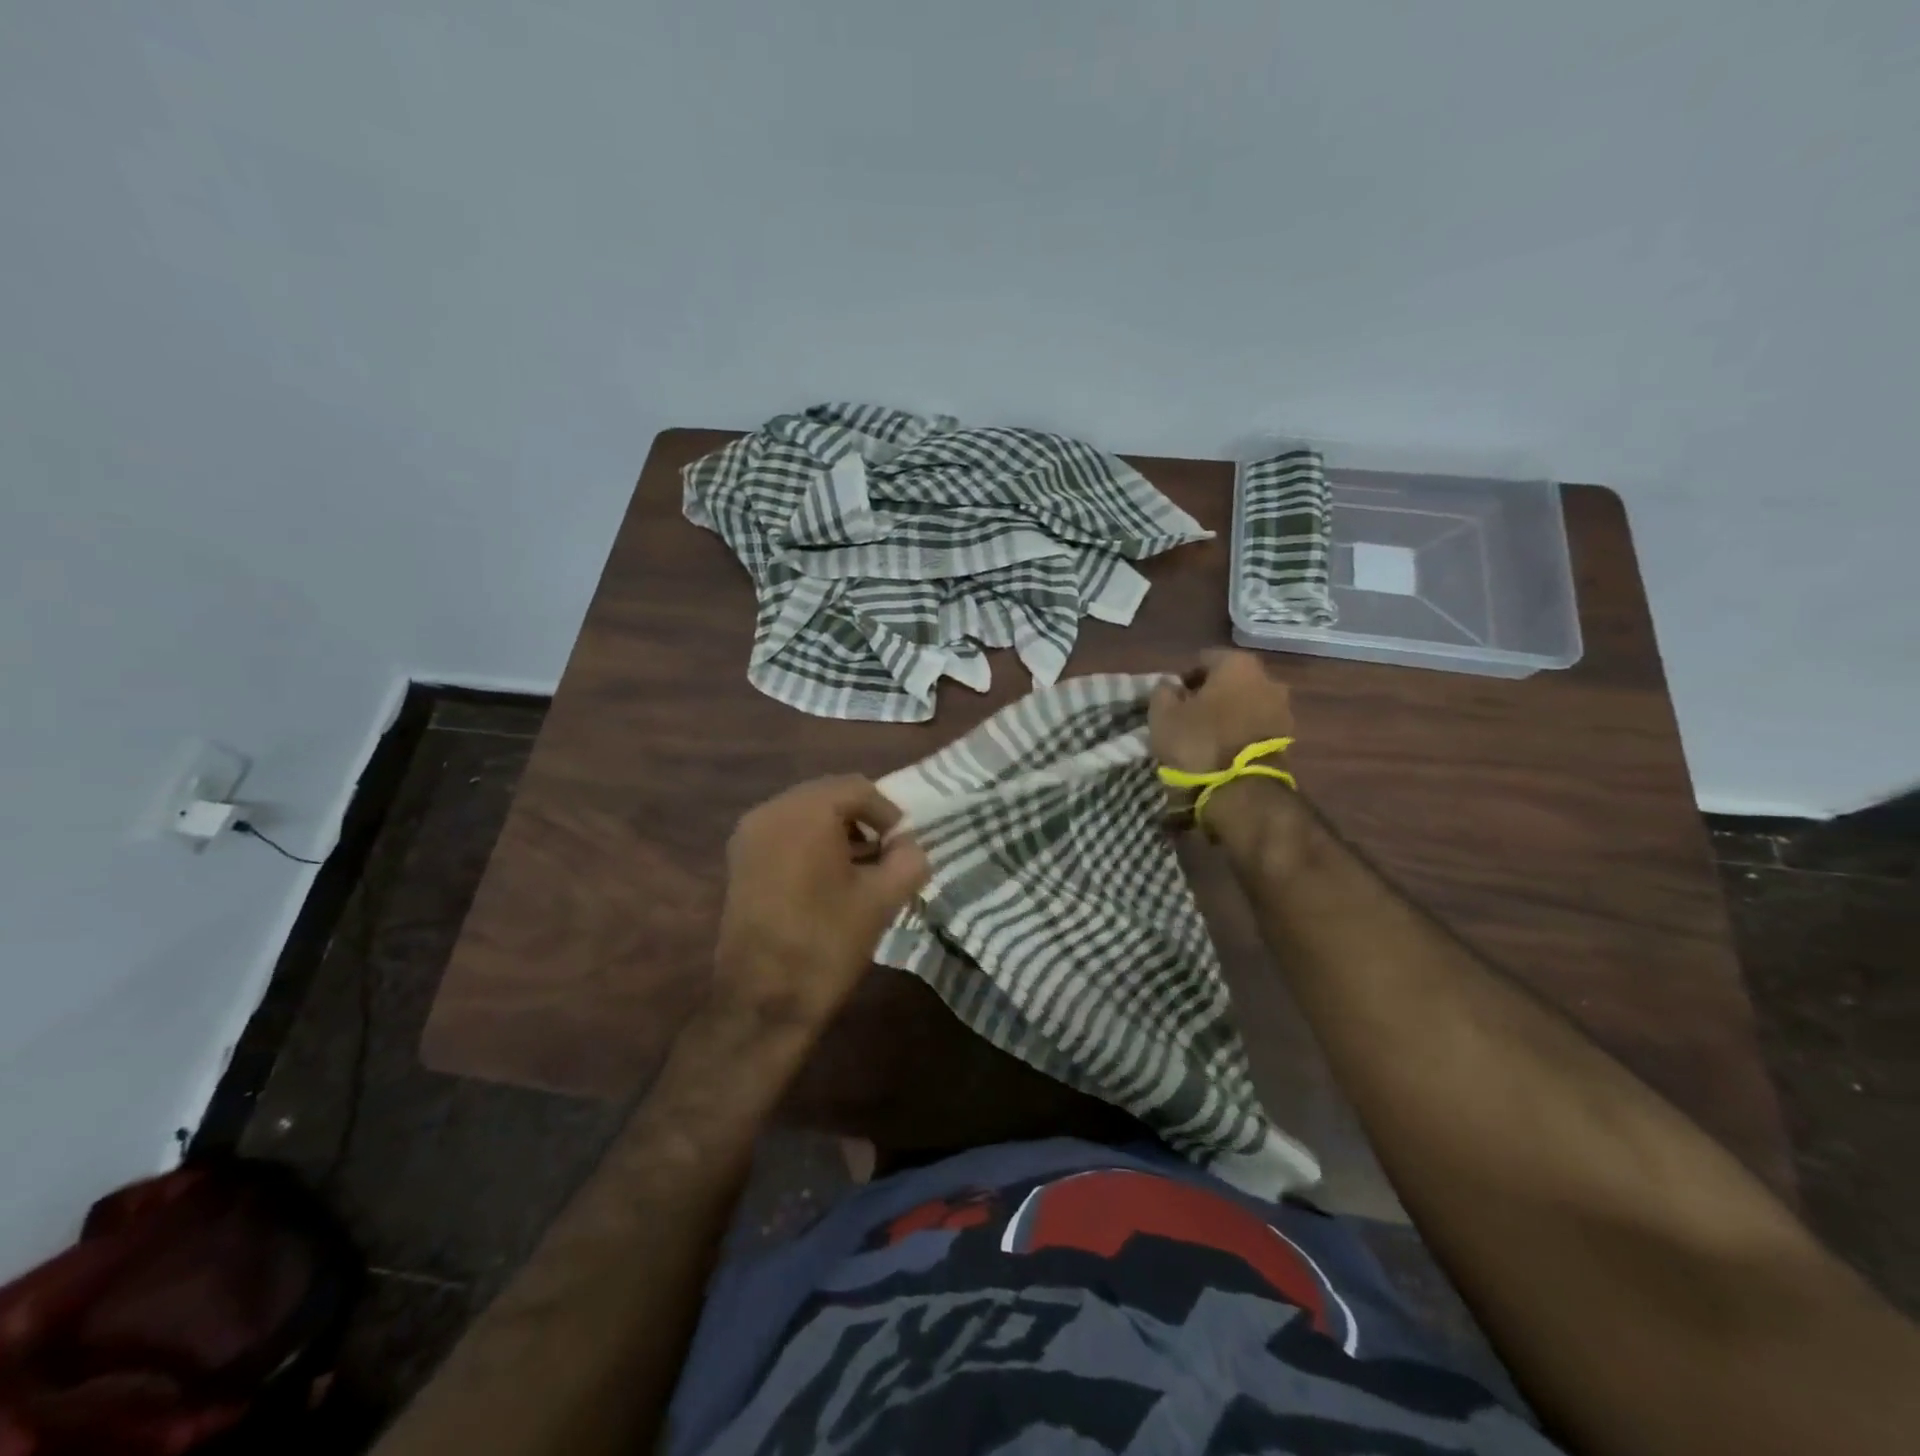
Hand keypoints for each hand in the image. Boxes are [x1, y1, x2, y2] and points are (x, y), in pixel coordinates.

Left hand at [713, 776, 929, 1030]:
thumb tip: (909, 845)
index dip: (888, 812)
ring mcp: (749, 835)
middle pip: (828, 795)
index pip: (857, 788)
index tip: (904, 845)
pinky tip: (827, 879)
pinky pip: (783, 833)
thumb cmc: (826, 943)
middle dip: (861, 819)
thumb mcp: (882, 900)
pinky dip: (810, 843)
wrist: (763, 1001)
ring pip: (804, 814)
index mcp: (805, 812)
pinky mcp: (739, 861)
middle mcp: (770, 810)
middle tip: (885, 854)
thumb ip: (908, 860)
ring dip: (836, 831)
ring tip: (859, 868)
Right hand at [1149, 650, 1295, 773]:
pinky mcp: (1287, 736)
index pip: (1204, 659)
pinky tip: (1223, 748)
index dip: (1184, 677)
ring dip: (1227, 713)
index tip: (1172, 698)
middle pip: (1229, 679)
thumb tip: (1170, 686)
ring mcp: (1282, 708)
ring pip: (1245, 702)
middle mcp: (1266, 678)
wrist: (1243, 789)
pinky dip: (1240, 730)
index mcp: (1237, 664)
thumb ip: (1163, 691)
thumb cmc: (1199, 741)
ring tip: (1205, 734)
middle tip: (1187, 715)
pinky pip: (1255, 724)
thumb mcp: (1163, 715)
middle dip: (1210, 693)